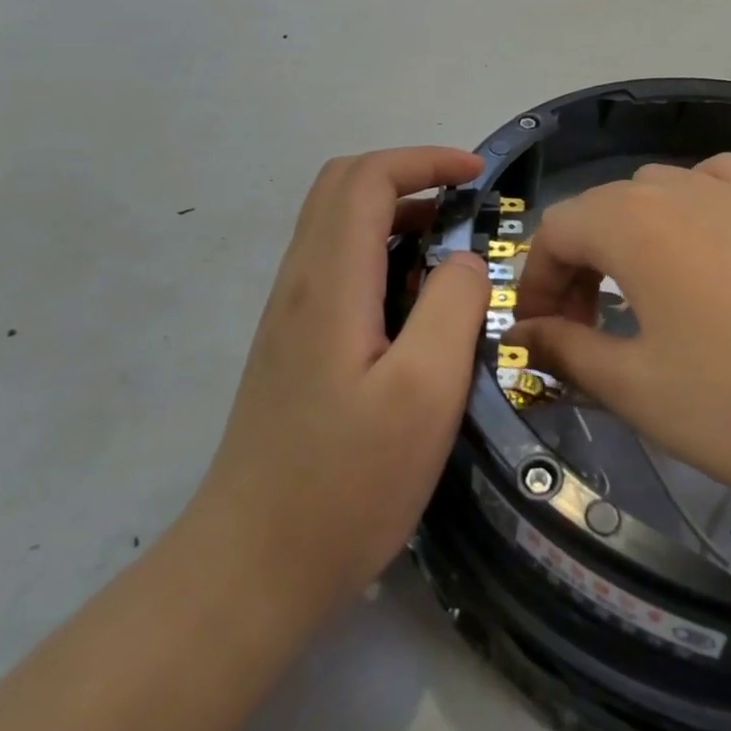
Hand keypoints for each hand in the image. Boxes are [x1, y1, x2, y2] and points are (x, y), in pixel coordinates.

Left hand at [191, 147, 488, 632]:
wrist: (251, 569)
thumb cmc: (346, 484)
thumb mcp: (425, 393)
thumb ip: (453, 306)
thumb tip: (466, 259)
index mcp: (330, 282)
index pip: (367, 178)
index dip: (424, 161)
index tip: (478, 176)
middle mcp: (300, 283)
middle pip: (342, 187)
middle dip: (408, 175)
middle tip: (465, 203)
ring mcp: (289, 314)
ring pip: (336, 224)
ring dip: (394, 213)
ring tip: (451, 249)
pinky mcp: (292, 344)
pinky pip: (335, 265)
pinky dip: (380, 251)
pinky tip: (414, 301)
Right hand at [511, 153, 730, 539]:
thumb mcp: (639, 390)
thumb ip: (568, 351)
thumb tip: (523, 336)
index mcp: (634, 220)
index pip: (556, 230)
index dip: (533, 283)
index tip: (535, 339)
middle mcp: (683, 189)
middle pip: (603, 209)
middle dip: (577, 267)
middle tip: (583, 334)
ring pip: (658, 195)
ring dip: (629, 240)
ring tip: (639, 301)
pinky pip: (719, 191)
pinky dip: (691, 215)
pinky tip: (705, 258)